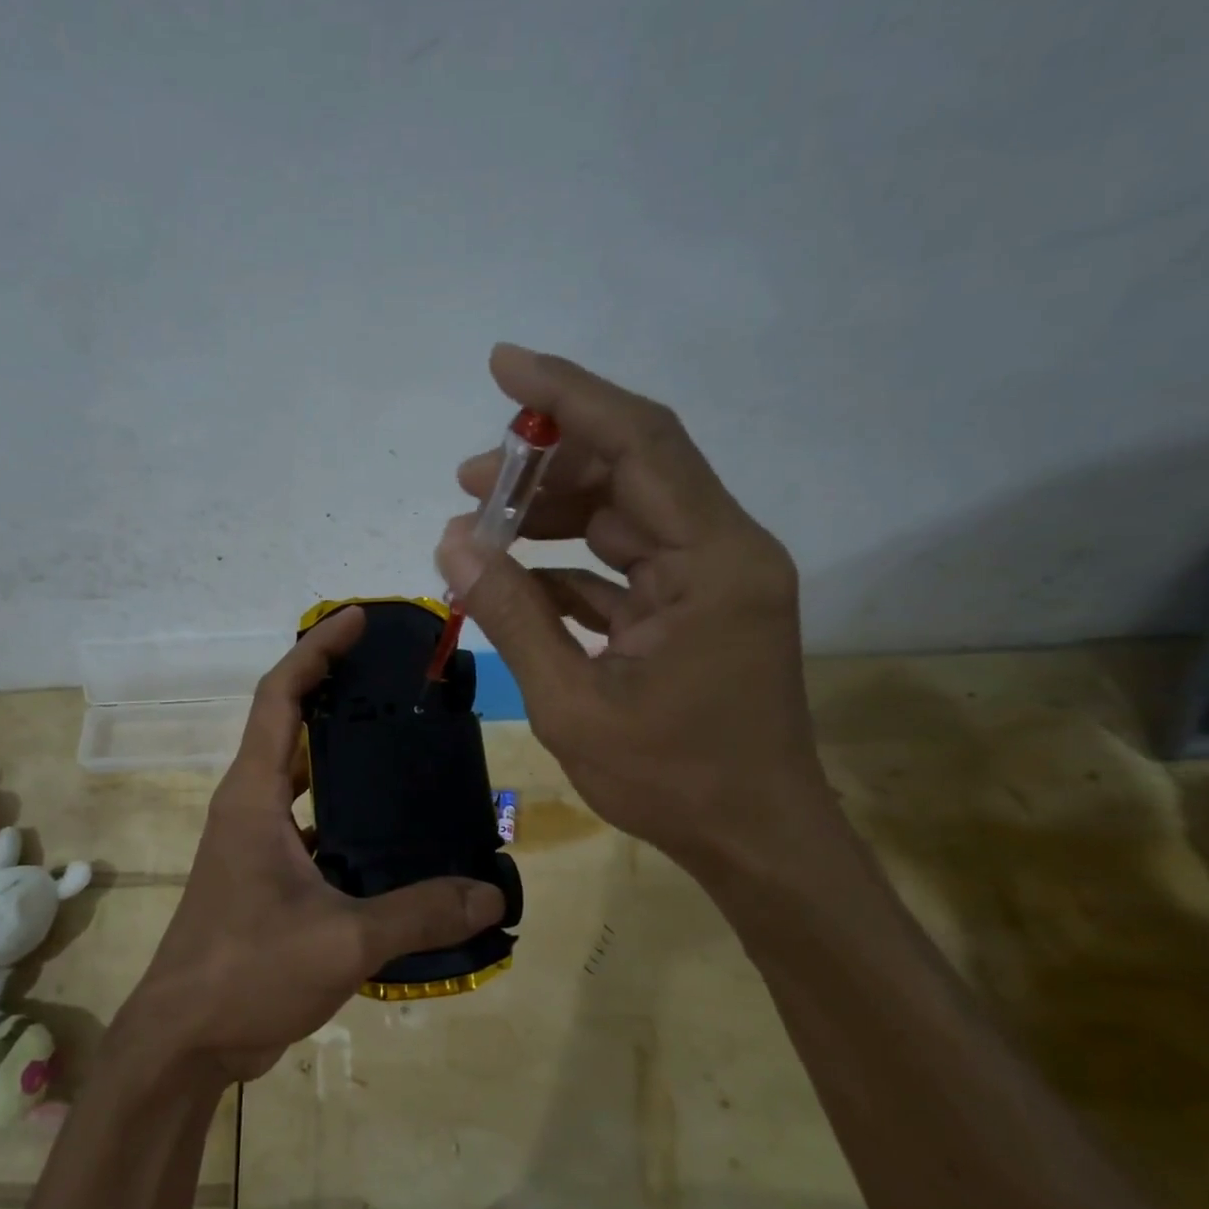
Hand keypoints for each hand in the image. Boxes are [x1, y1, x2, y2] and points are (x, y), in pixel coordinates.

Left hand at [118, 607, 504, 1083]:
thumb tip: (492, 893)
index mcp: (252, 796)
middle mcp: (249, 805)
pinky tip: (393, 826)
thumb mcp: (341, 942)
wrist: (184, 1040)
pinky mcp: (267, 875)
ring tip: (404, 739)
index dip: (316, 651)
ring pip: (301, 775)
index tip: (357, 620)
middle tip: (397, 676)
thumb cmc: (245, 972)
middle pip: (290, 724)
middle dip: (335, 689)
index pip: (281, 697)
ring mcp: (255, 841)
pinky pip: (310, 821)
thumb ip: (418, 913)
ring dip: (341, 750)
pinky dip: (344, 809)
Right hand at [435, 344, 827, 877]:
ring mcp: (711, 580)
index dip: (568, 396)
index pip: (640, 443)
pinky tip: (516, 577)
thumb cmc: (674, 781)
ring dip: (552, 514)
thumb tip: (451, 544)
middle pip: (631, 469)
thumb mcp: (573, 703)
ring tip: (479, 526)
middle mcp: (723, 551)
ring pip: (624, 514)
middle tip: (466, 481)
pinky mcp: (694, 609)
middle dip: (545, 465)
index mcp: (713, 562)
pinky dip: (571, 563)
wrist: (757, 841)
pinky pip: (625, 563)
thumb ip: (513, 615)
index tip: (503, 367)